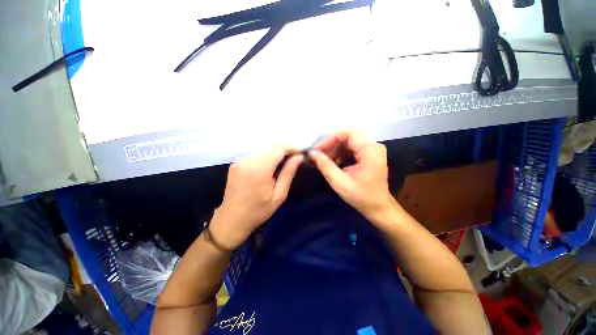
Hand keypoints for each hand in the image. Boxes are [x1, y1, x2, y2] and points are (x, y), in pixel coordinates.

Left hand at [210, 147, 302, 250]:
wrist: (232, 218)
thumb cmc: (259, 210)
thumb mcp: (279, 195)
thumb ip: (288, 173)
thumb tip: (299, 157)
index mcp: (259, 169)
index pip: (278, 148)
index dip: (291, 148)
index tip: (300, 154)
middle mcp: (248, 160)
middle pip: (270, 145)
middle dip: (284, 148)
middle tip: (294, 157)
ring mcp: (240, 160)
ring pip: (263, 147)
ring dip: (275, 150)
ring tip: (284, 161)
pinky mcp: (236, 162)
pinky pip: (255, 152)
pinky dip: (266, 154)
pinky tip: (271, 163)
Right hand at [309, 130, 395, 220]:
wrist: (378, 207)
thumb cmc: (361, 196)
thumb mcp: (339, 182)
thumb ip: (325, 165)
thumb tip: (312, 153)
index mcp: (370, 150)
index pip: (348, 133)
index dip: (330, 139)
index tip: (317, 150)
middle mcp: (373, 146)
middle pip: (348, 136)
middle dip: (331, 144)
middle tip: (319, 155)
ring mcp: (372, 149)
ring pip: (348, 141)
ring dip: (334, 149)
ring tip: (324, 160)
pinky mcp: (369, 154)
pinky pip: (351, 148)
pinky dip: (340, 153)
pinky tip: (333, 162)